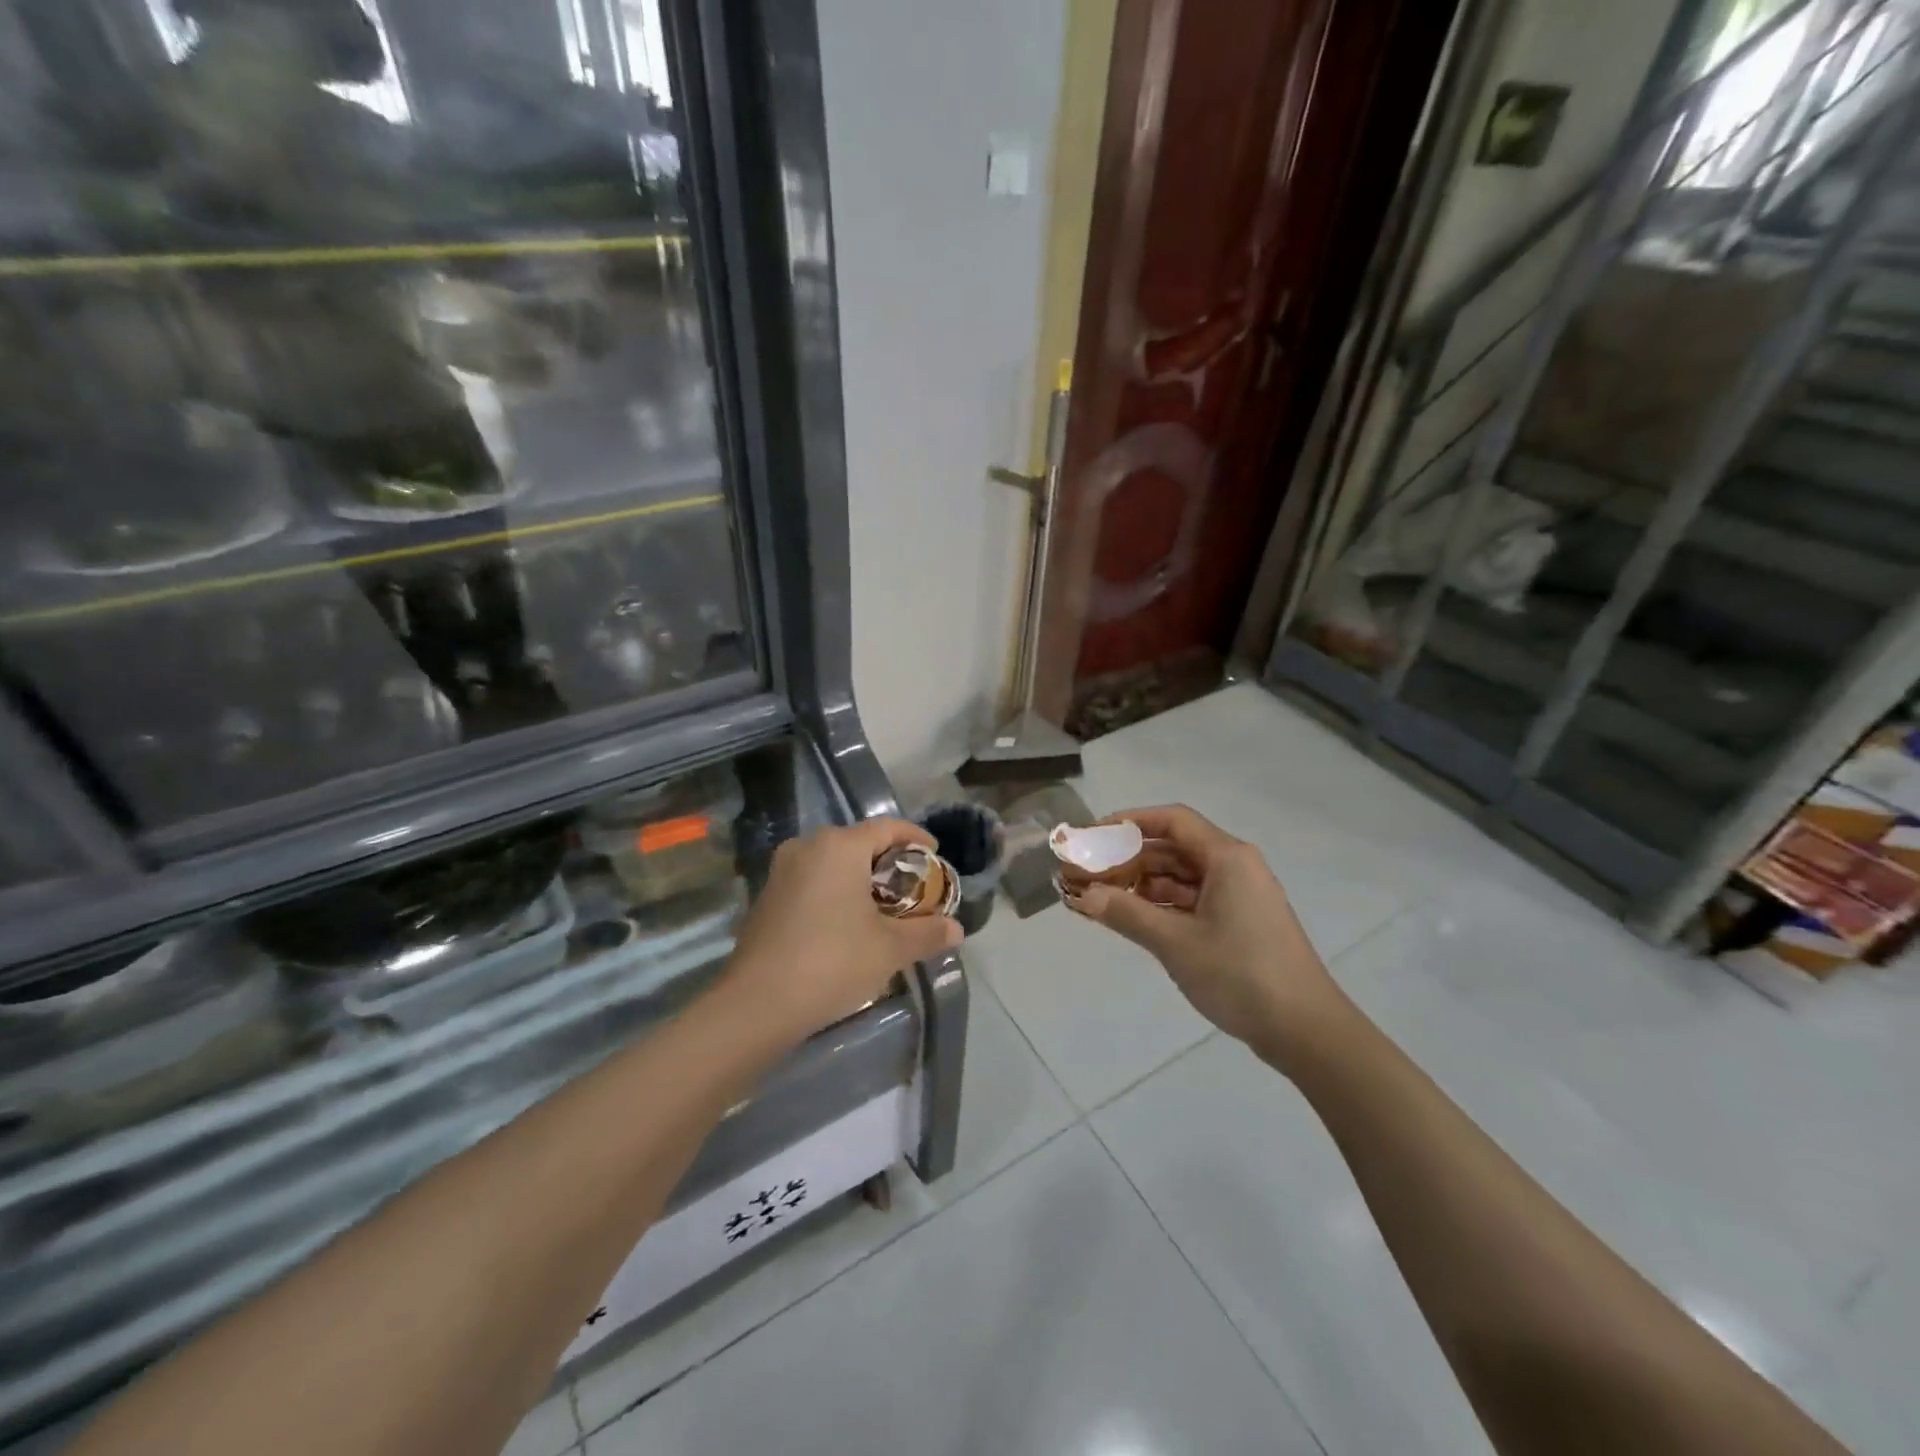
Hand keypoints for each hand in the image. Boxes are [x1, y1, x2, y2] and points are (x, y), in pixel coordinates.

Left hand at [725, 817, 961, 1042]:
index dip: (916, 839)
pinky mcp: (767, 897)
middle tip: (913, 888)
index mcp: (839, 846)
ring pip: (833, 863)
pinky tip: (847, 924)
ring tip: (884, 908)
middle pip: (859, 843)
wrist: (757, 1004)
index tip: (935, 857)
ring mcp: (782, 871)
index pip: (888, 828)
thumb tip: (957, 929)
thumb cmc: (832, 962)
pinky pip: (812, 881)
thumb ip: (927, 933)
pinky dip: (835, 892)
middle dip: (889, 863)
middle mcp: (807, 847)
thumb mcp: (890, 949)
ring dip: (860, 879)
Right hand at [1064, 805, 1342, 1061]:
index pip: (1172, 820)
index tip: (1093, 836)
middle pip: (1173, 848)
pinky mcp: (1239, 922)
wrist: (1306, 1031)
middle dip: (1128, 858)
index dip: (1129, 822)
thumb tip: (1083, 895)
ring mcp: (1238, 896)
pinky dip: (1161, 905)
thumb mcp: (1176, 943)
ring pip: (1180, 877)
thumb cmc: (1241, 975)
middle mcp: (1234, 867)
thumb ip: (1126, 914)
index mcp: (1227, 858)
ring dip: (1141, 884)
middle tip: (1087, 874)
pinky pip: (1192, 900)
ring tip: (1100, 898)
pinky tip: (1130, 918)